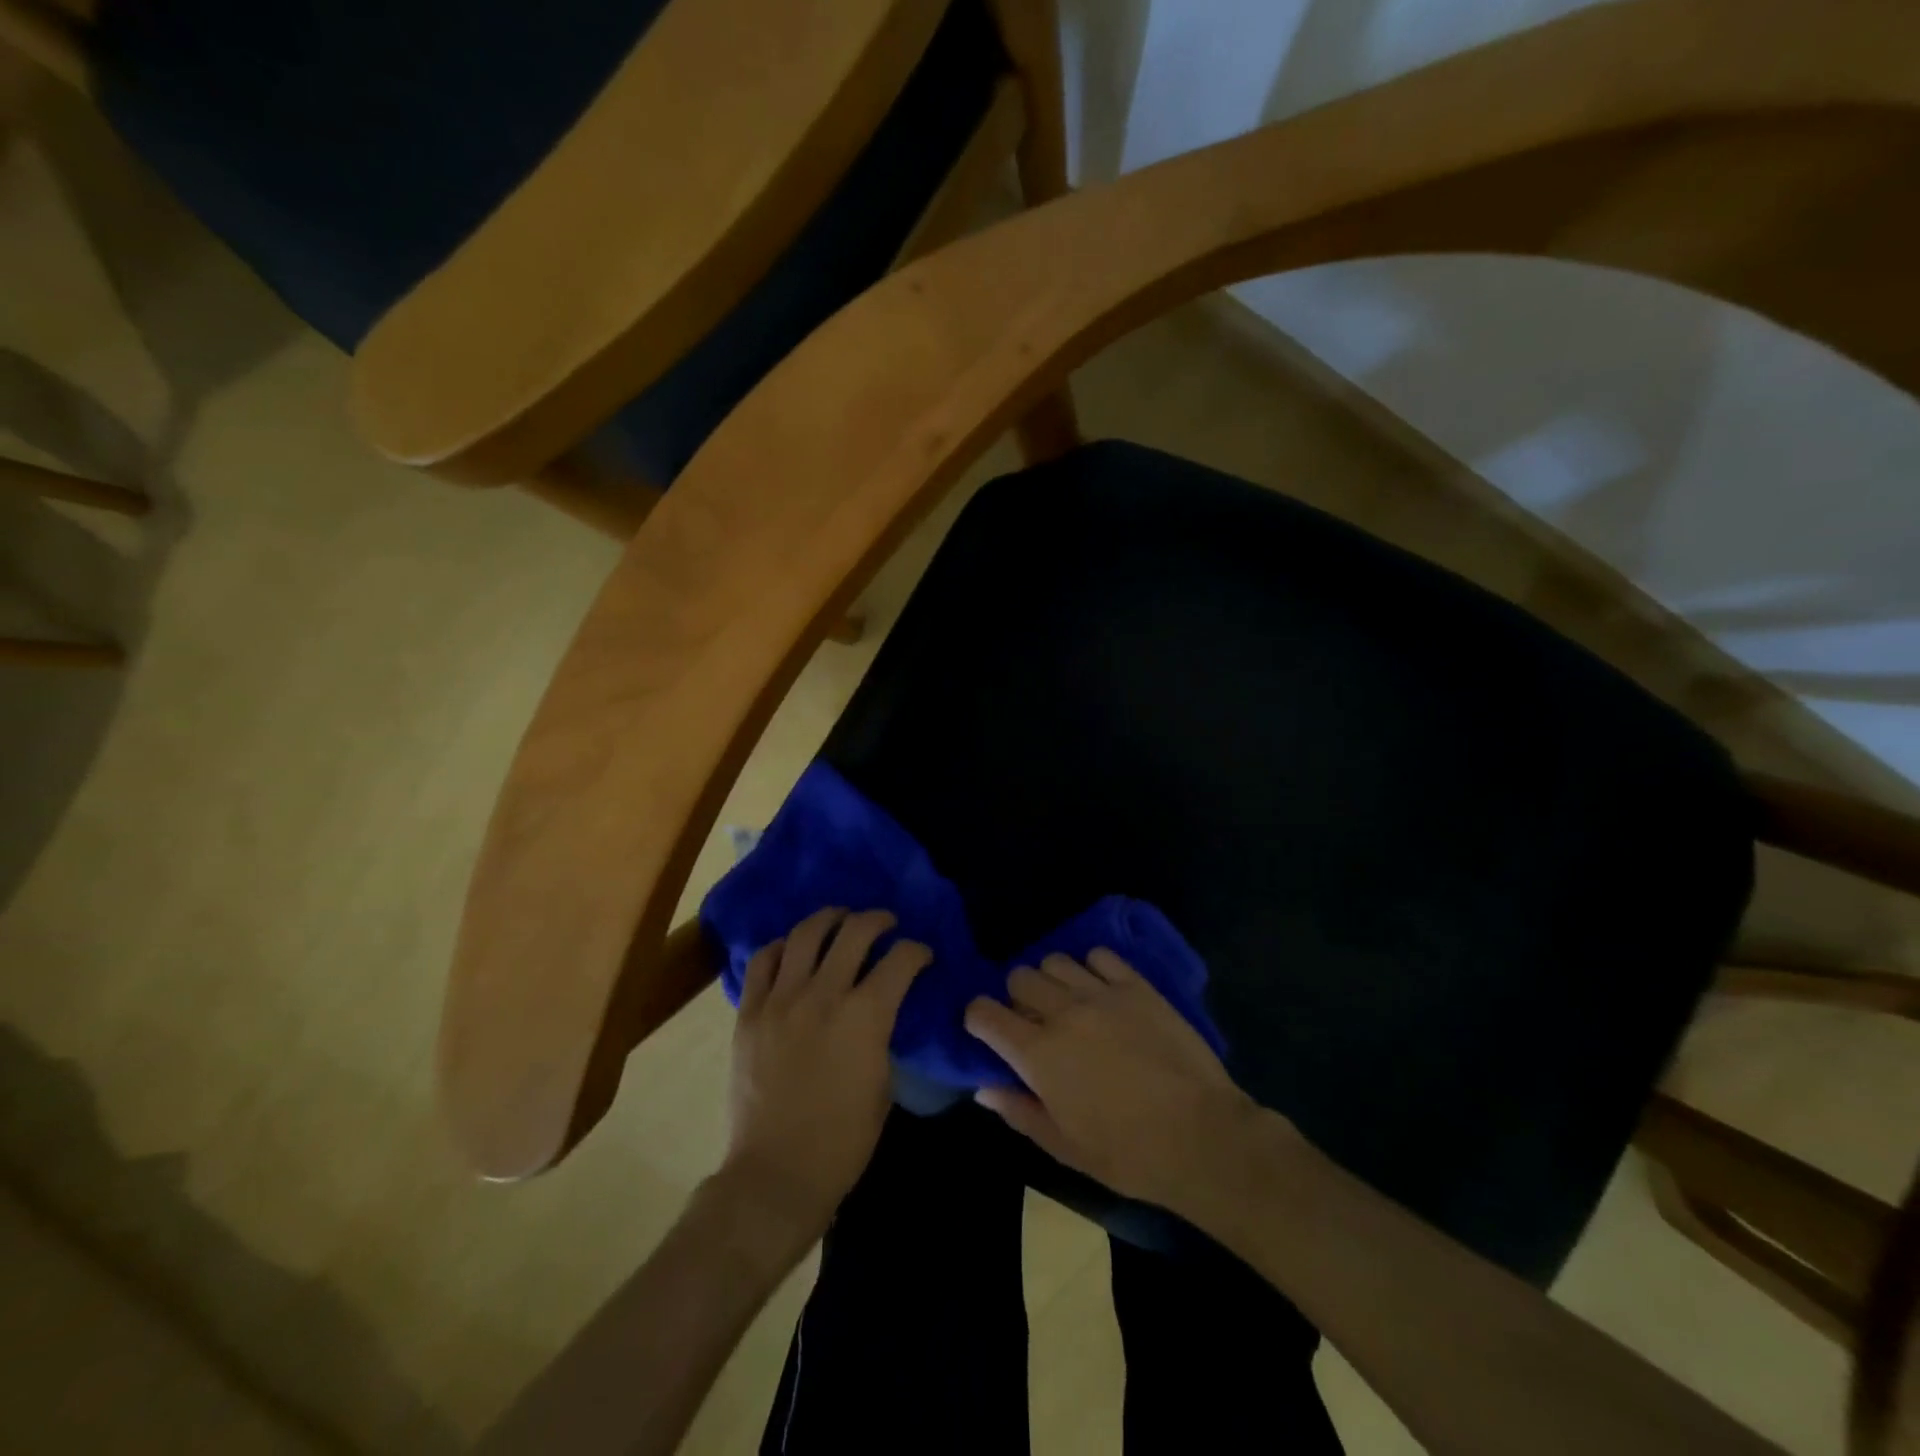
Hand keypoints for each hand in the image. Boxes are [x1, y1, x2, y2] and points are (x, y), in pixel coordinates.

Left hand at [725, 908, 929, 1236]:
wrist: (775, 1174)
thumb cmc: (843, 1140)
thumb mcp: (883, 1084)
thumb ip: (883, 1035)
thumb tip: (883, 1010)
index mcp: (865, 1016)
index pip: (901, 959)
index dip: (917, 950)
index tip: (922, 955)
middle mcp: (823, 995)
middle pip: (855, 932)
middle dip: (878, 920)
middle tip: (885, 924)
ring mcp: (780, 1000)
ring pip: (806, 934)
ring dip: (830, 918)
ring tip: (840, 919)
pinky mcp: (749, 1012)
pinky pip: (763, 960)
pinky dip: (782, 947)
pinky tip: (794, 950)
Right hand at [964, 948, 1261, 1210]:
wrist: (1201, 1136)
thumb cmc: (1128, 1153)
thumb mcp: (1064, 1146)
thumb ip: (1018, 1111)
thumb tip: (984, 1088)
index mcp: (1038, 1052)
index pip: (984, 1012)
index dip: (978, 1019)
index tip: (987, 1032)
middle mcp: (1063, 1011)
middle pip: (1019, 977)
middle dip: (1016, 997)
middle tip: (1034, 1022)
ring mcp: (1101, 993)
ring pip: (1055, 961)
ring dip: (1052, 980)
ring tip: (1068, 1004)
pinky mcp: (1136, 985)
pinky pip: (1100, 956)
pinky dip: (1092, 968)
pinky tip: (1102, 991)